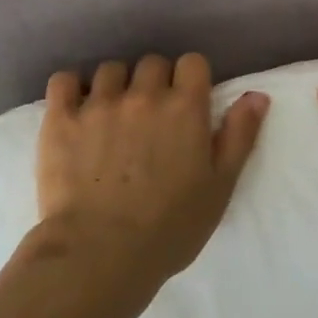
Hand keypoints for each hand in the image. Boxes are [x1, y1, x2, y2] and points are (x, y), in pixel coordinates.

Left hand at [36, 51, 268, 289]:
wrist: (100, 255)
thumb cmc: (170, 227)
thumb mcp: (220, 186)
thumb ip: (240, 135)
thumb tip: (256, 95)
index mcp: (185, 107)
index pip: (192, 62)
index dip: (191, 79)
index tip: (186, 102)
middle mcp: (144, 95)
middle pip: (152, 63)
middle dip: (154, 82)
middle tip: (150, 116)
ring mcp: (99, 104)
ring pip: (110, 70)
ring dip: (115, 86)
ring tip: (111, 115)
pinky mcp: (61, 119)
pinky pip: (63, 81)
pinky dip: (70, 87)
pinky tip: (75, 107)